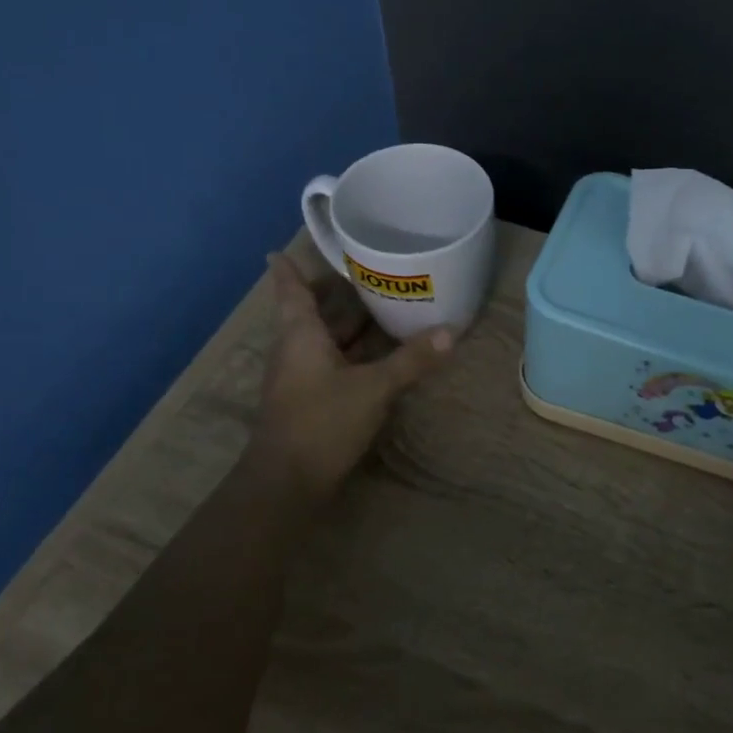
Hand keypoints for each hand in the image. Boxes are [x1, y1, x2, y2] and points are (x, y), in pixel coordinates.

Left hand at [253, 253, 454, 500]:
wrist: (286, 483)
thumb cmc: (321, 421)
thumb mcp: (373, 388)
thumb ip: (411, 360)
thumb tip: (450, 331)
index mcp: (301, 334)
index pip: (290, 290)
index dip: (287, 269)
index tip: (281, 249)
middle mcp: (296, 350)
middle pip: (312, 312)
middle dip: (335, 293)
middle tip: (365, 272)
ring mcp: (301, 378)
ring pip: (325, 339)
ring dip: (348, 323)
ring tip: (380, 304)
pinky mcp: (311, 401)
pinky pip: (333, 362)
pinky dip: (353, 351)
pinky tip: (379, 352)